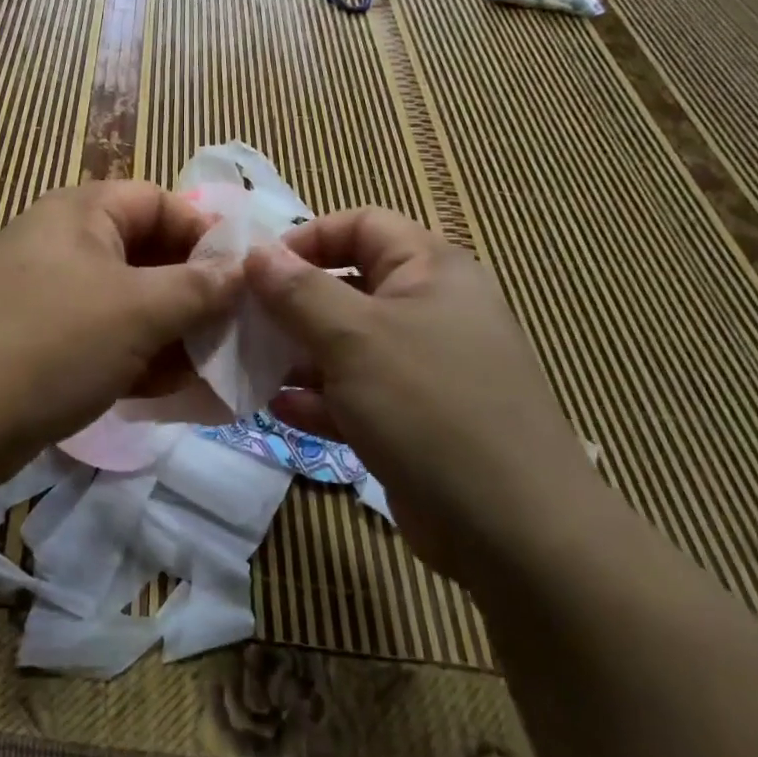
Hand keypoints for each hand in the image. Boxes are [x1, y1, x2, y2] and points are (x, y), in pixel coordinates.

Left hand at [0, 180, 238, 482]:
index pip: (159, 202)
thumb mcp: (139, 311)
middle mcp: (62, 241)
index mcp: (81, 212)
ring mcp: (46, 291)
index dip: (204, 236)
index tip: (240, 281)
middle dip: (190, 294)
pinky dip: (132, 354)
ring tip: (204, 370)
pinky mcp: (37, 336)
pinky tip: (162, 389)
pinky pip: (99, 333)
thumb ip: (198, 287)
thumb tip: (241, 270)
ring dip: (167, 331)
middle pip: (145, 253)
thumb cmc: (54, 344)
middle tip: (229, 334)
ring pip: (125, 300)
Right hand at [247, 209, 602, 585]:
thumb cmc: (429, 406)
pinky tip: (280, 409)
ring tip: (251, 366)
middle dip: (293, 302)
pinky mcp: (415, 419)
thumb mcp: (353, 337)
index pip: (362, 225)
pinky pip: (357, 393)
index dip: (308, 238)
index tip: (259, 269)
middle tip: (244, 322)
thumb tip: (255, 253)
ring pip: (347, 343)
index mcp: (431, 270)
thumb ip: (298, 291)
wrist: (513, 531)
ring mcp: (424, 368)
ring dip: (299, 353)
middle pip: (349, 285)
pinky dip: (320, 397)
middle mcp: (430, 310)